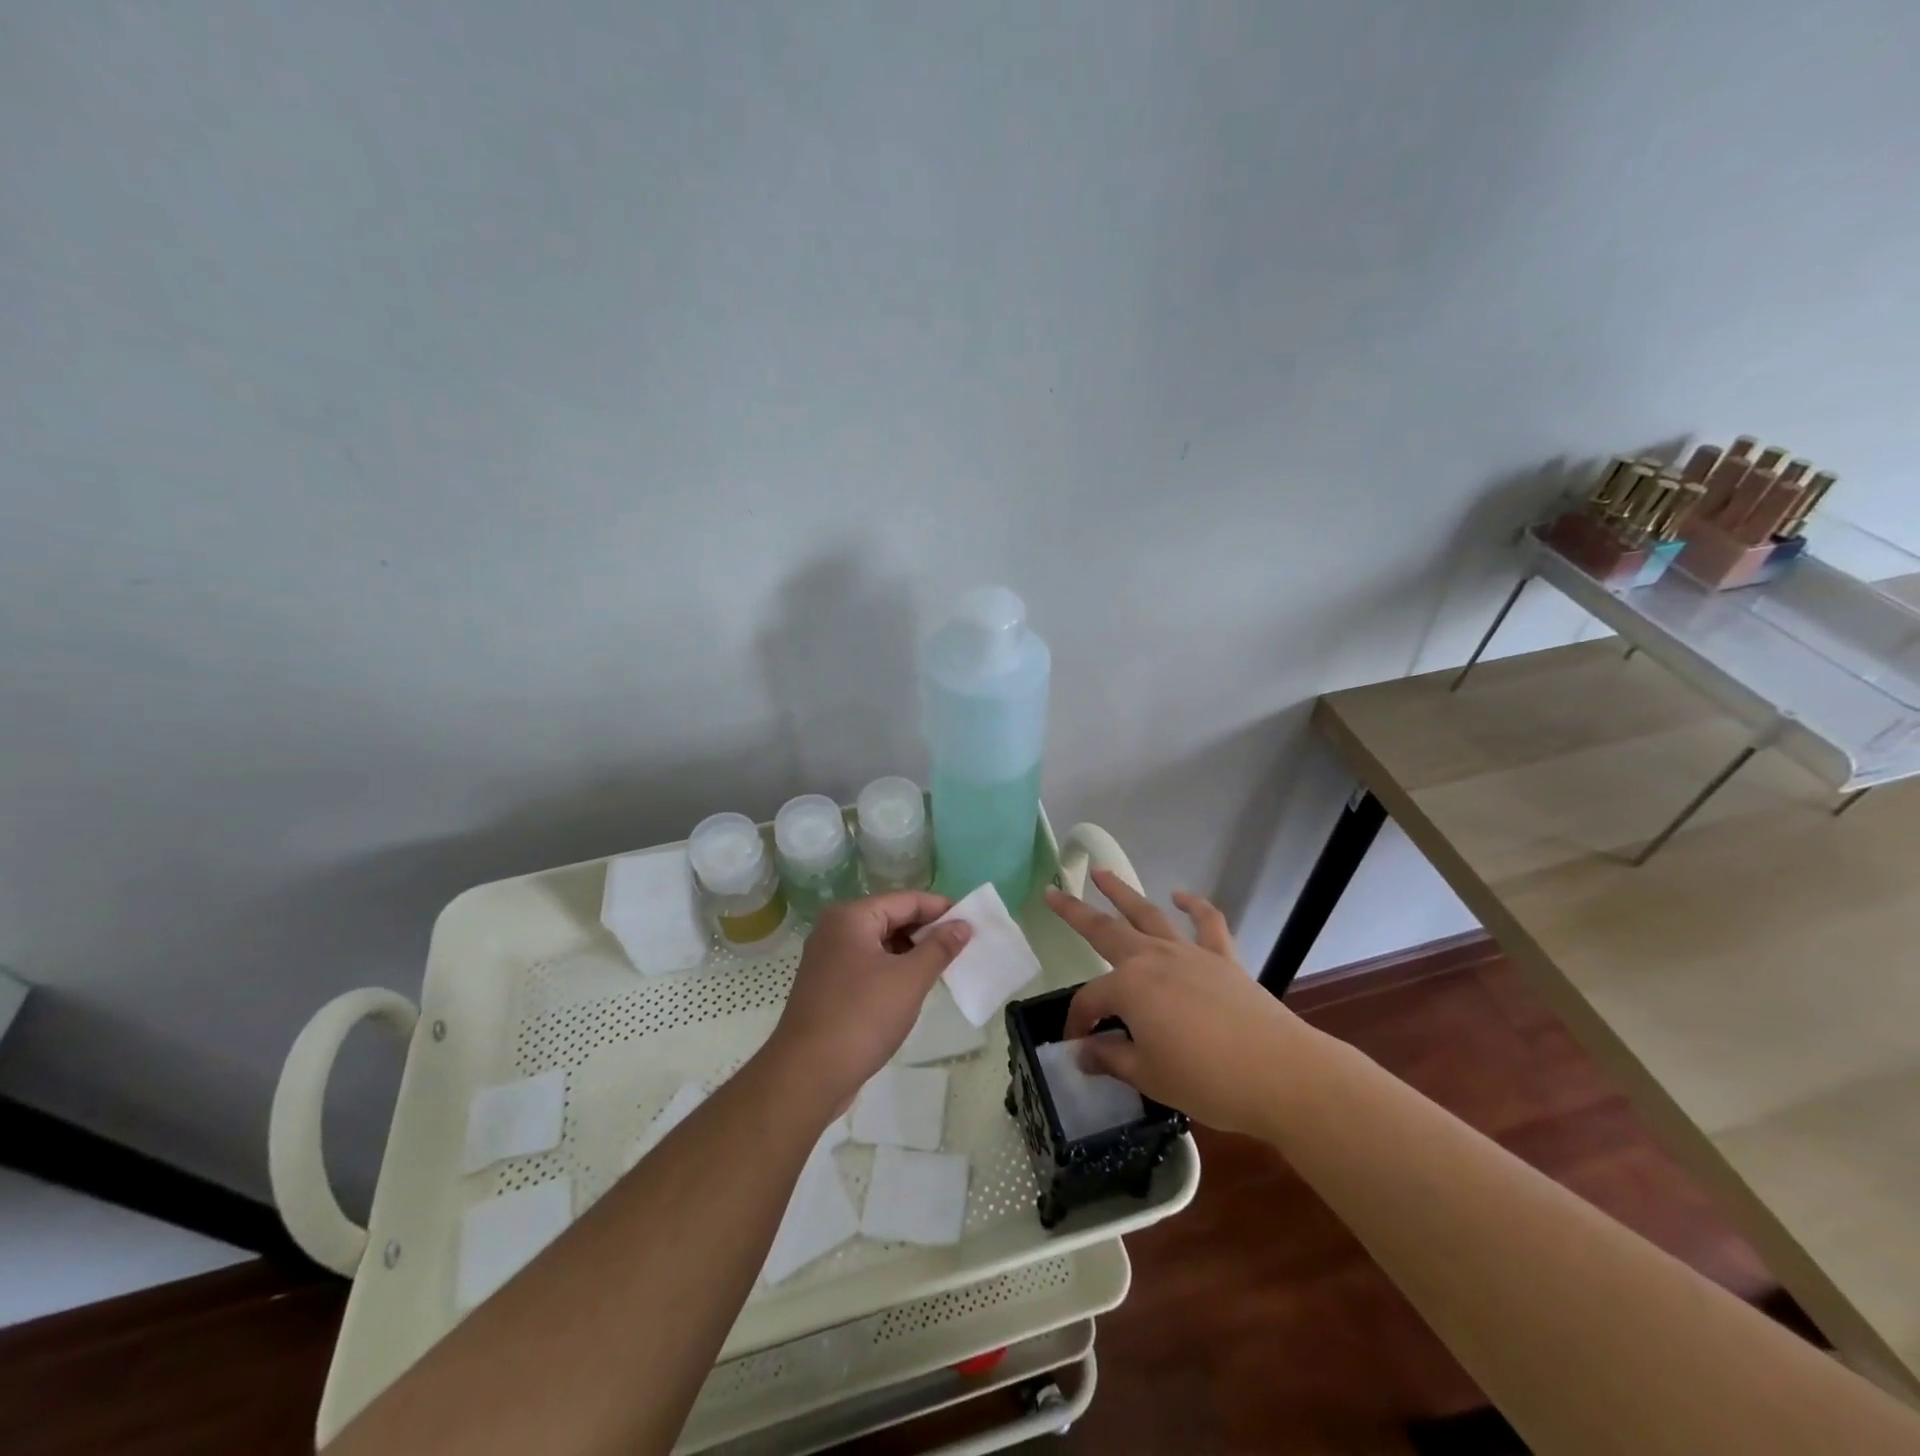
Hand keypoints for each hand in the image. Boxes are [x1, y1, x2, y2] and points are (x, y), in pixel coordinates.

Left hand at [761, 891, 971, 1116]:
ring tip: (944, 966)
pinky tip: (914, 987)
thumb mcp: (909, 980)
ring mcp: (828, 959)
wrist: (806, 1076)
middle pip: (891, 917)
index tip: (972, 922)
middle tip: (963, 946)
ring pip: (880, 943)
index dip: (941, 908)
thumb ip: (939, 948)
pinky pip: (868, 964)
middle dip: (927, 930)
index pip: (905, 900)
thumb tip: (963, 925)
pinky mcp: (828, 986)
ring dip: (911, 952)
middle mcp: (835, 930)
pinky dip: (893, 970)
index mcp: (851, 917)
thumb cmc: (861, 1018)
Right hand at [1044, 869, 1302, 1136]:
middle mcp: (1153, 959)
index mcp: (1129, 987)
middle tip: (1053, 892)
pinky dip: (1194, 905)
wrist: (1280, 1074)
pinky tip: (1181, 896)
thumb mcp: (1148, 1076)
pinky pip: (1207, 923)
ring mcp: (1190, 953)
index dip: (1079, 1023)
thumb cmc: (1206, 1079)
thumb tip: (1084, 1052)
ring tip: (1102, 873)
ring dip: (1123, 893)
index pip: (1091, 1000)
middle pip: (1106, 930)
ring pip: (1149, 915)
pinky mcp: (1223, 958)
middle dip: (1076, 911)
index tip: (1079, 1048)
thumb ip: (1111, 1058)